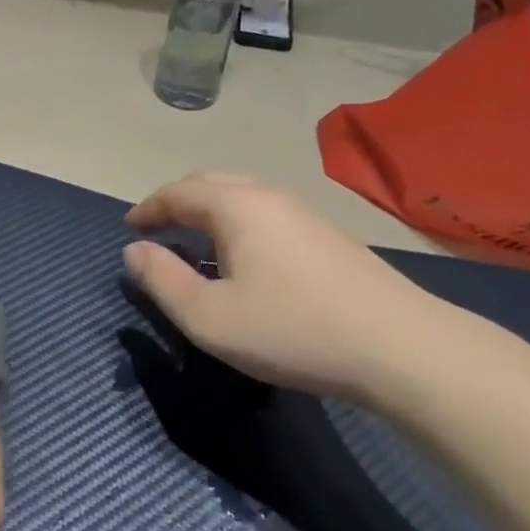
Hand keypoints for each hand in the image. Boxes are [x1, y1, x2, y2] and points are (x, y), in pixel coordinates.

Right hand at [124, 173, 443, 400]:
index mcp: (236, 206)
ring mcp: (304, 213)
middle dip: (177, 202)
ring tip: (195, 241)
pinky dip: (238, 222)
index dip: (148, 208)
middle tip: (157, 228)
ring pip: (243, 196)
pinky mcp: (328, 235)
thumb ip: (162, 281)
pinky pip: (266, 213)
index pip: (178, 192)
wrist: (400, 347)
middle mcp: (269, 196)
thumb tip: (134, 251)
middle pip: (211, 183)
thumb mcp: (209, 317)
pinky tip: (244, 257)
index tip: (129, 227)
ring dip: (209, 211)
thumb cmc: (292, 330)